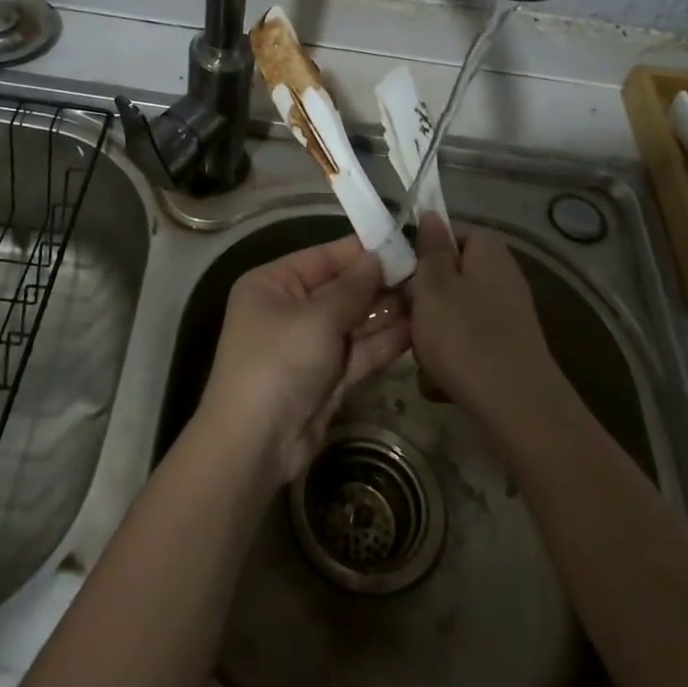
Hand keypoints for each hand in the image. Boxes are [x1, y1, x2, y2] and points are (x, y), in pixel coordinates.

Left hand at [195, 236, 410, 488]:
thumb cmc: (279, 362)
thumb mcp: (316, 317)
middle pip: (342, 289)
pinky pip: (360, 350)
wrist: (256, 444)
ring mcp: (310, 344)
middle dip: (381, 283)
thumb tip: (378, 257)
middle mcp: (290, 309)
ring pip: (355, 321)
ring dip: (388, 311)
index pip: (323, 257)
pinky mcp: (328, 376)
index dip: (362, 251)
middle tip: (428, 273)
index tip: (404, 242)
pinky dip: (385, 341)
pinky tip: (419, 328)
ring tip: (431, 297)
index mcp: (273, 283)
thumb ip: (353, 287)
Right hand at [409, 215, 563, 433]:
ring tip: (423, 357)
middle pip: (449, 276)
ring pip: (454, 312)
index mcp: (488, 250)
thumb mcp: (434, 286)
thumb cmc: (465, 337)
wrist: (517, 407)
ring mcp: (507, 313)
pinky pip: (467, 342)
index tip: (400, 274)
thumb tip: (431, 213)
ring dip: (434, 334)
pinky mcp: (507, 348)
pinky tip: (440, 383)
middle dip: (424, 300)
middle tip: (407, 318)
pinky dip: (452, 358)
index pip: (448, 233)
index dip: (421, 251)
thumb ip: (431, 248)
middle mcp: (503, 275)